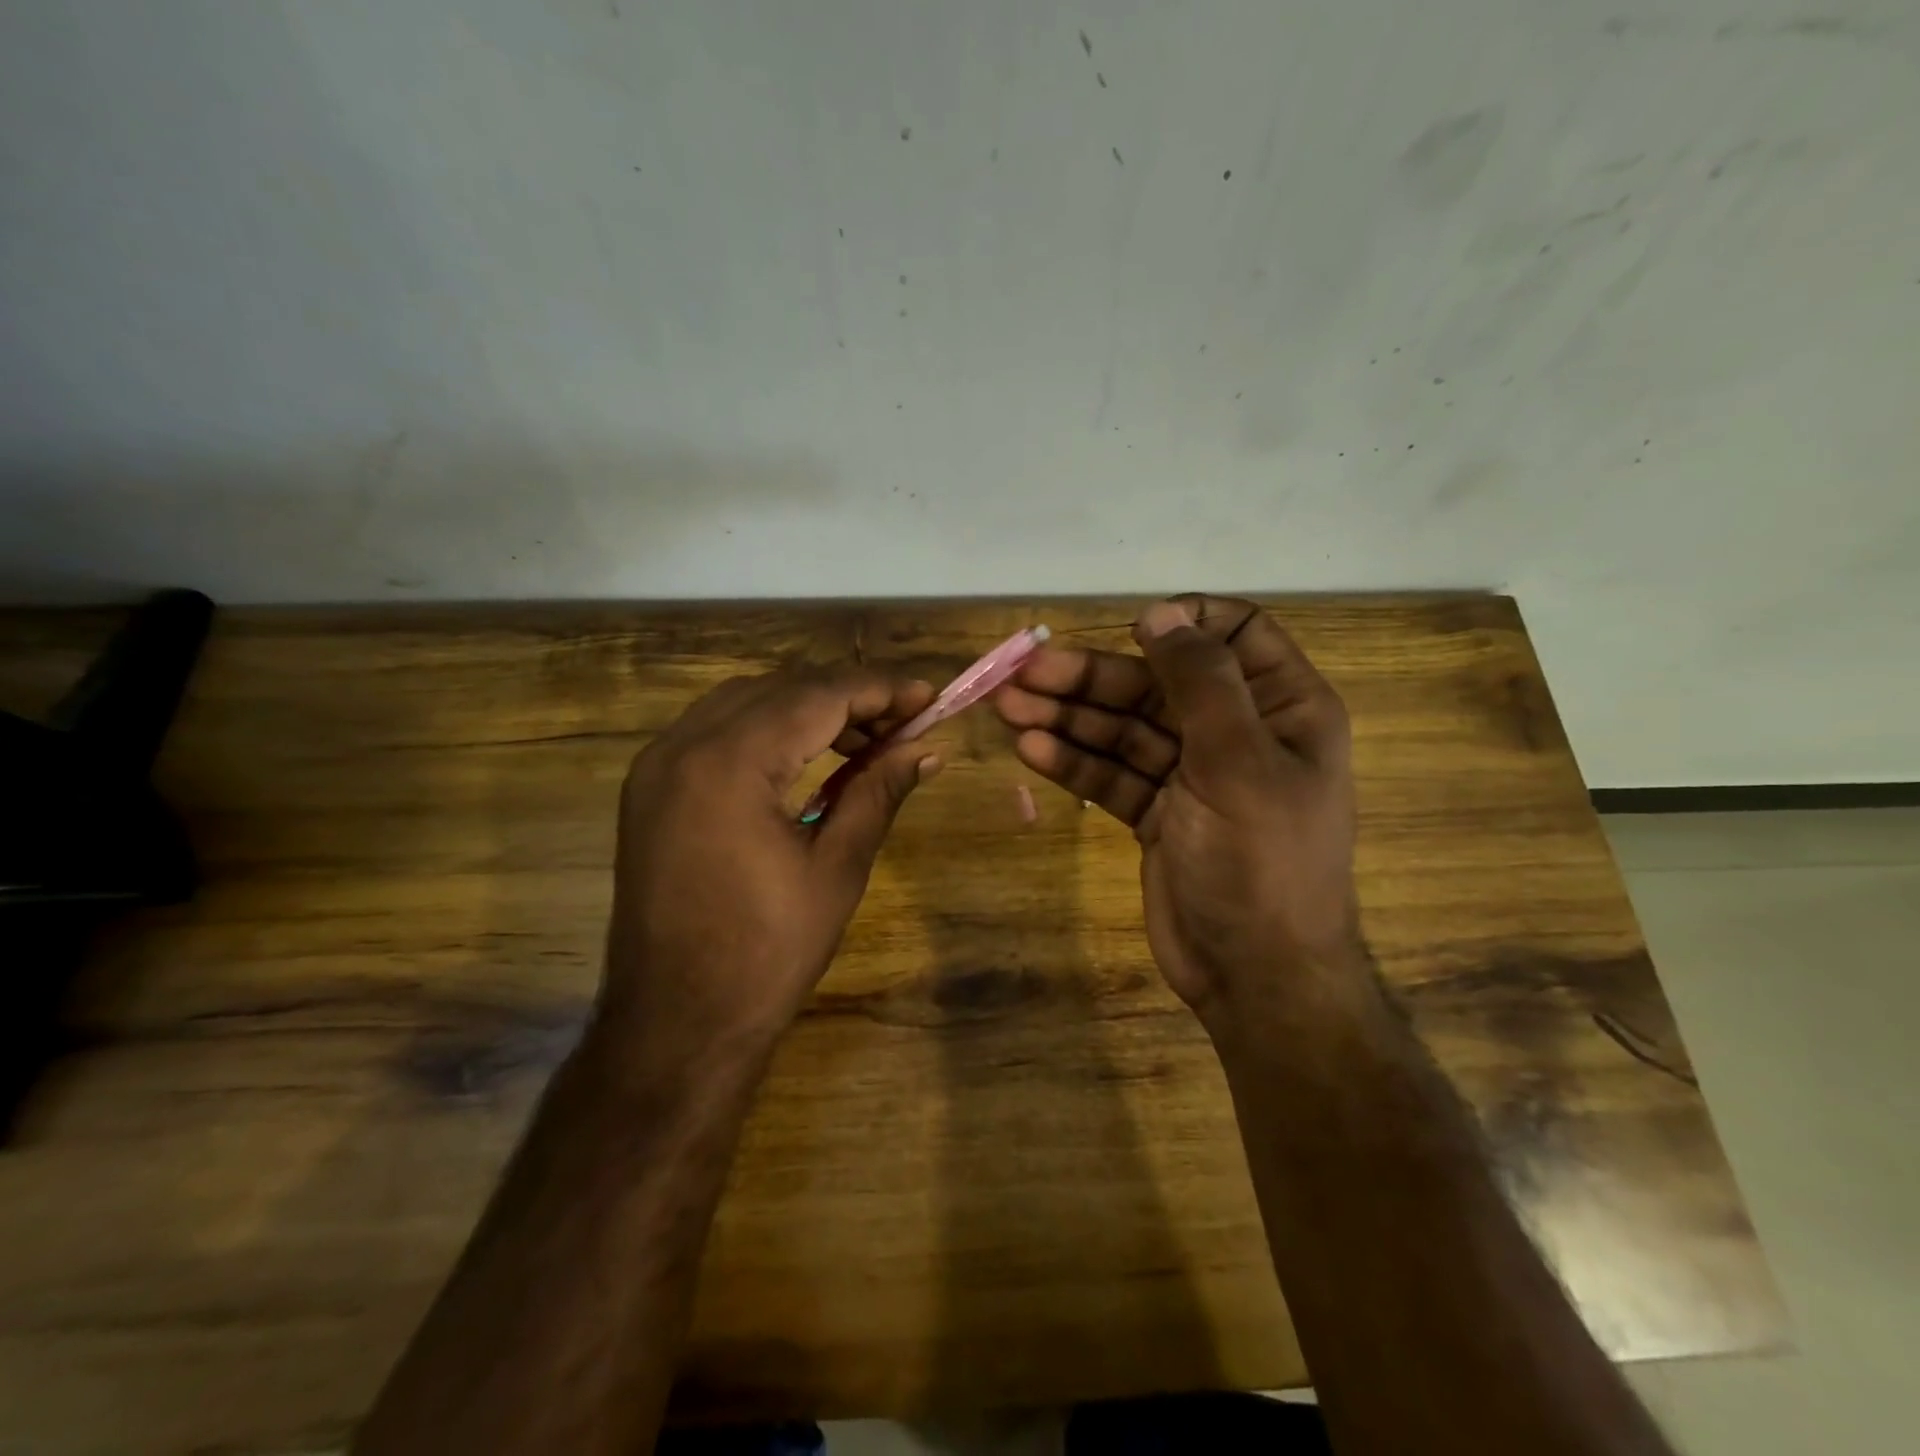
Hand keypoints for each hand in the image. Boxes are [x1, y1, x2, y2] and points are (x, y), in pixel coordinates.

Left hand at [601, 667, 938, 1061]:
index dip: (879, 689)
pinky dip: (767, 730)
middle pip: (780, 688)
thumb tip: (927, 749)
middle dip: (847, 697)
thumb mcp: (836, 868)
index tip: (928, 696)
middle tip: (903, 723)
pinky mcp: (650, 788)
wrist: (676, 1025)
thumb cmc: (766, 953)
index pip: (817, 695)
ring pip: (746, 702)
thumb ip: (878, 792)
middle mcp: (684, 745)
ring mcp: (657, 765)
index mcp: (730, 762)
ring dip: (807, 708)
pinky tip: (805, 757)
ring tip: (863, 741)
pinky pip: (716, 731)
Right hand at [994, 595, 1361, 1022]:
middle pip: (1157, 684)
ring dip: (1068, 717)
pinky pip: (1112, 774)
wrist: (1255, 974)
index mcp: (1282, 707)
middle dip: (1092, 678)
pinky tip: (1032, 750)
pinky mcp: (1157, 812)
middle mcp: (1237, 732)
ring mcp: (1192, 775)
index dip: (1183, 621)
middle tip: (1023, 675)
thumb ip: (1200, 682)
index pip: (1237, 633)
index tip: (1130, 628)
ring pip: (1124, 729)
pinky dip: (1074, 762)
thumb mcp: (1238, 761)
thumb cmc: (1262, 860)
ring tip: (1008, 708)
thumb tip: (1161, 611)